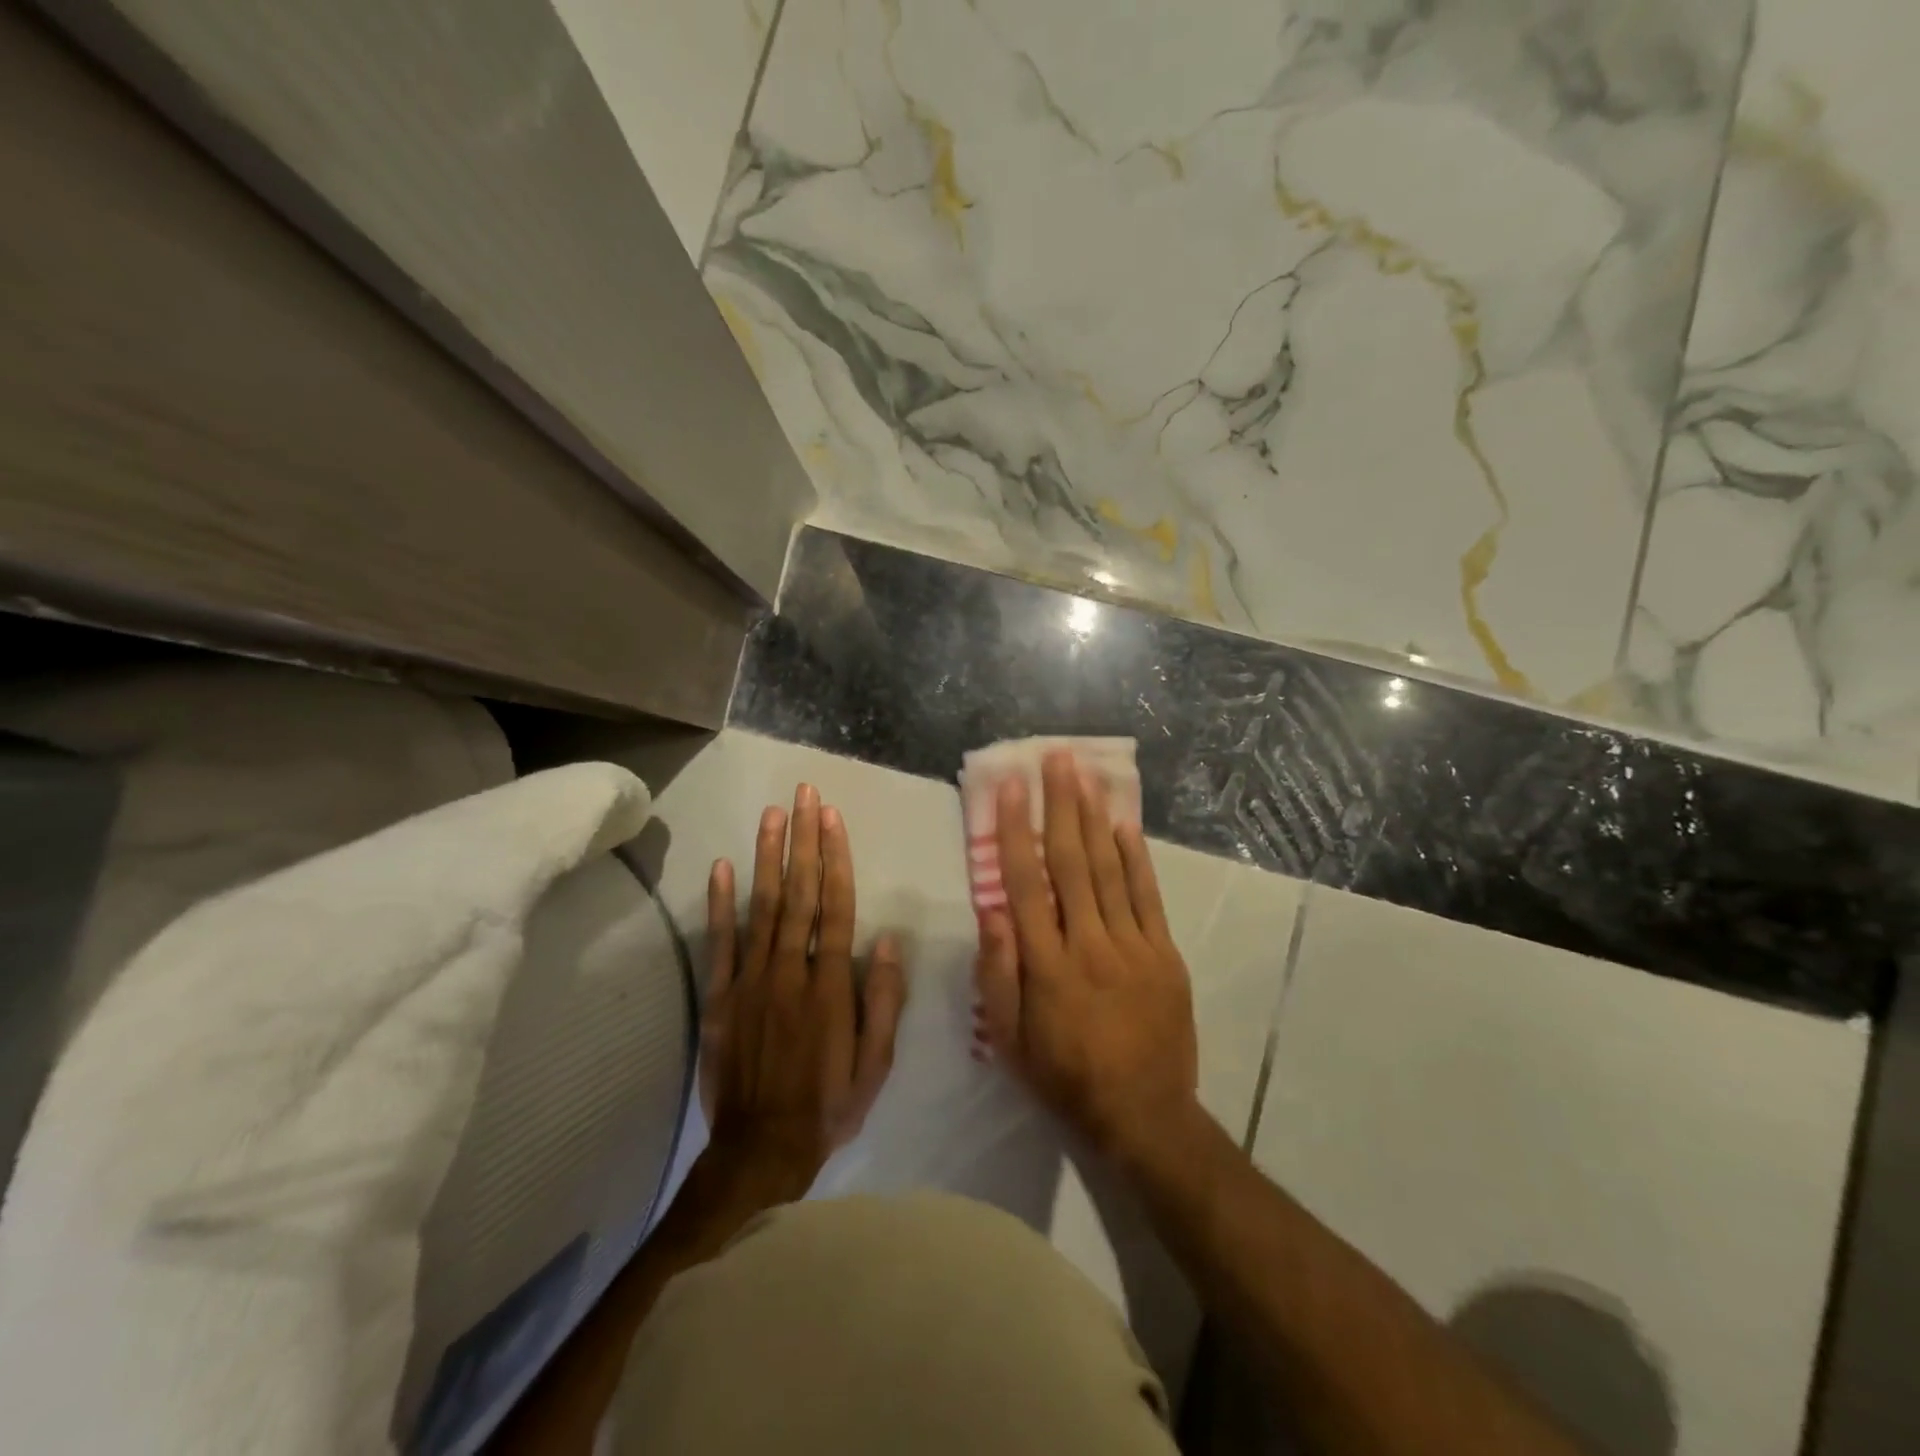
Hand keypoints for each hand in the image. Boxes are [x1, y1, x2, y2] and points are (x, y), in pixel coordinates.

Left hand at [700, 783, 906, 1194]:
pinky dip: (721, 904)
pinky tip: (723, 867)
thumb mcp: (875, 1062)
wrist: (761, 1148)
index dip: (835, 859)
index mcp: (831, 985)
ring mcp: (752, 980)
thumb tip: (887, 940)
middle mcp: (791, 970)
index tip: (832, 818)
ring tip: (772, 815)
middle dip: (804, 840)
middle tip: (804, 795)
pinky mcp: (722, 997)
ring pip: (763, 907)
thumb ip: (883, 1000)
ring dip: (768, 857)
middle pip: (800, 894)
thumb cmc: (828, 1104)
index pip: (836, 907)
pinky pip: (721, 943)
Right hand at [974, 751, 1199, 1161]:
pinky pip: (1146, 896)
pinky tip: (1122, 824)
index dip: (1014, 831)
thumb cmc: (1065, 1077)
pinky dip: (1134, 857)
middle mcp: (1088, 943)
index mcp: (1046, 964)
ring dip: (1093, 817)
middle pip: (1070, 862)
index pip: (1025, 883)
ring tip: (1085, 774)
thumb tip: (990, 910)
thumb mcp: (1011, 1040)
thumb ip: (998, 973)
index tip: (1009, 789)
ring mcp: (1132, 945)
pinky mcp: (1164, 953)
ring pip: (1108, 869)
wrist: (1144, 1115)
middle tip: (1056, 758)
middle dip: (1060, 805)